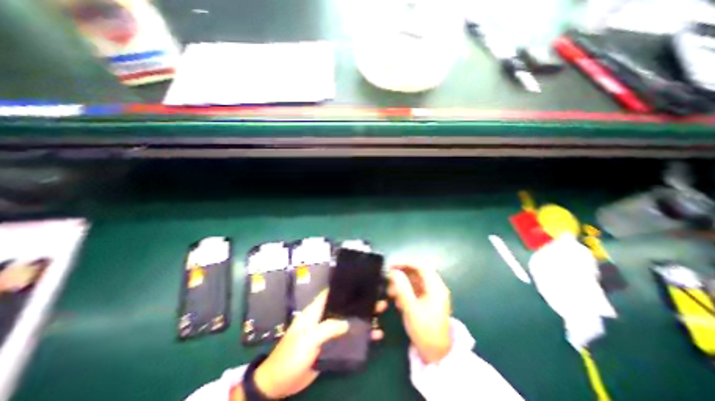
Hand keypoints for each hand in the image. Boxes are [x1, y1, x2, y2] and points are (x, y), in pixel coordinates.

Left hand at [252, 290, 385, 398]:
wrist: (279, 384)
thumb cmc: (291, 356)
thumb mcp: (308, 340)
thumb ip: (327, 329)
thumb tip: (348, 322)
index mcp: (315, 311)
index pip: (331, 294)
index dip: (345, 288)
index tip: (361, 284)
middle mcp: (323, 318)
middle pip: (344, 307)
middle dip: (360, 303)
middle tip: (378, 300)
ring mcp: (328, 332)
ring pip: (348, 322)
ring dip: (363, 319)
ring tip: (380, 316)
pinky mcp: (331, 346)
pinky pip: (348, 338)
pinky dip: (360, 336)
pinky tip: (374, 336)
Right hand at [389, 267, 448, 363]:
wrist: (436, 354)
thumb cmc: (424, 330)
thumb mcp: (411, 309)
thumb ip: (402, 288)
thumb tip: (393, 271)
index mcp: (435, 287)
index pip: (421, 266)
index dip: (406, 262)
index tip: (392, 265)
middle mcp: (435, 287)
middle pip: (418, 272)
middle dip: (402, 272)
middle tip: (389, 275)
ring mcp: (432, 294)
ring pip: (415, 280)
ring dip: (402, 282)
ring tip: (390, 290)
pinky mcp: (427, 301)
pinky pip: (415, 289)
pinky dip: (405, 290)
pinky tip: (397, 299)